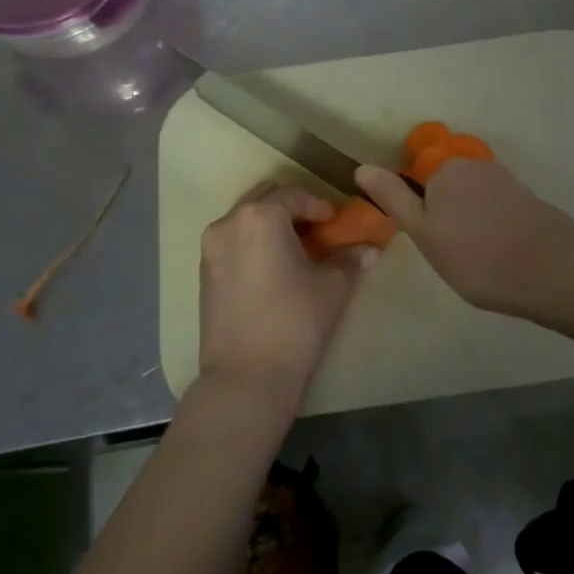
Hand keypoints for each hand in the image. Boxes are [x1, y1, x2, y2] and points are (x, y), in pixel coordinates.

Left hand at [197, 182, 374, 408]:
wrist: (246, 378)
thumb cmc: (294, 323)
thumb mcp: (332, 288)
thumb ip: (350, 260)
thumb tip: (370, 248)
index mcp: (260, 216)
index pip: (295, 195)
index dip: (320, 206)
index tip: (337, 223)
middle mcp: (229, 223)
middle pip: (264, 197)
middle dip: (291, 207)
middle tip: (316, 229)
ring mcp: (211, 248)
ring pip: (244, 219)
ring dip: (270, 224)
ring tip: (295, 249)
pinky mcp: (203, 273)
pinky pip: (232, 242)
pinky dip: (253, 243)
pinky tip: (273, 268)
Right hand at [355, 159, 573, 320]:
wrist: (551, 269)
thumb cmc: (476, 256)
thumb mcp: (424, 233)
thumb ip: (394, 199)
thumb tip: (361, 167)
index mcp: (444, 170)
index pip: (418, 188)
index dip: (422, 219)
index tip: (434, 246)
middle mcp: (474, 165)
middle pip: (447, 192)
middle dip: (447, 218)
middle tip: (454, 256)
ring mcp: (505, 180)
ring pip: (473, 203)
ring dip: (472, 225)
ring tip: (480, 260)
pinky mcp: (527, 198)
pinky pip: (498, 211)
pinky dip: (495, 229)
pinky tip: (503, 254)